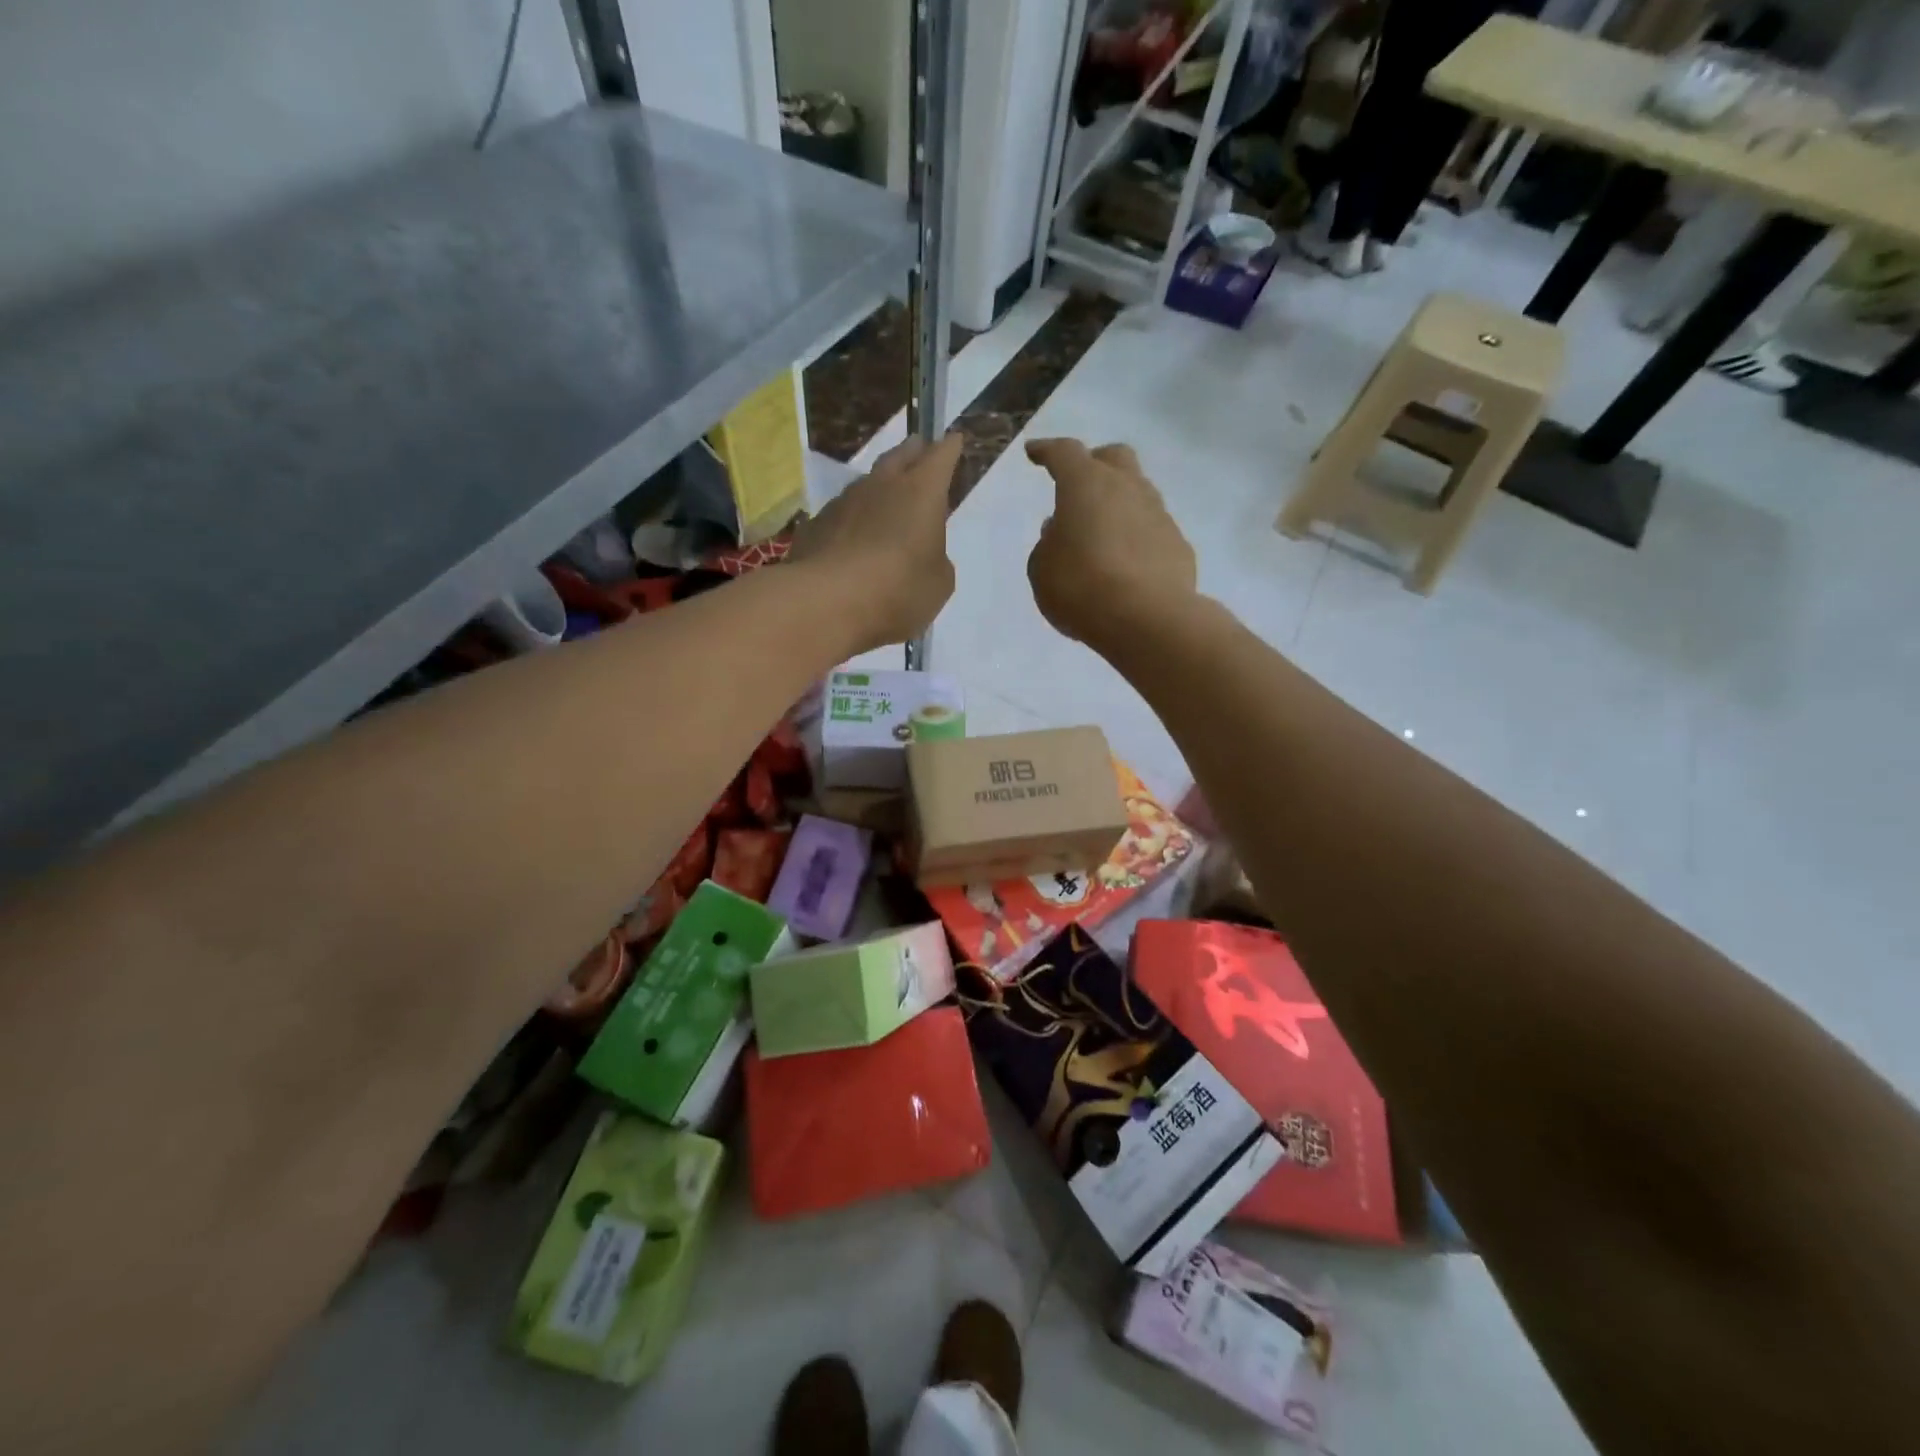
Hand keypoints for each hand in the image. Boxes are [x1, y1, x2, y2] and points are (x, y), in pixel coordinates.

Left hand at [790, 432, 961, 652]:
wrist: (826, 603)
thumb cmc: (898, 590)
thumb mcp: (938, 584)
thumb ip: (936, 561)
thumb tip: (924, 554)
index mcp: (922, 493)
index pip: (941, 457)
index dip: (949, 449)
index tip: (953, 440)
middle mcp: (882, 486)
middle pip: (899, 457)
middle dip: (912, 452)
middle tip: (918, 448)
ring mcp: (843, 502)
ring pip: (866, 484)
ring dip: (878, 488)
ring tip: (884, 499)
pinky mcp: (815, 525)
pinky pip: (840, 515)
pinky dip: (851, 521)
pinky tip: (851, 539)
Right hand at [1025, 438, 1197, 653]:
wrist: (1146, 619)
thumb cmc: (1080, 587)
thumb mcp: (1043, 570)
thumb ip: (1048, 545)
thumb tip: (1061, 531)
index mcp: (1085, 485)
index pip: (1064, 453)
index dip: (1047, 451)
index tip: (1035, 453)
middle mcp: (1127, 488)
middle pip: (1114, 458)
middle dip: (1095, 464)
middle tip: (1080, 484)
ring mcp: (1158, 515)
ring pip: (1138, 493)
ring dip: (1119, 505)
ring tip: (1102, 533)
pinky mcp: (1178, 545)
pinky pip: (1152, 531)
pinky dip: (1137, 539)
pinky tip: (1127, 564)